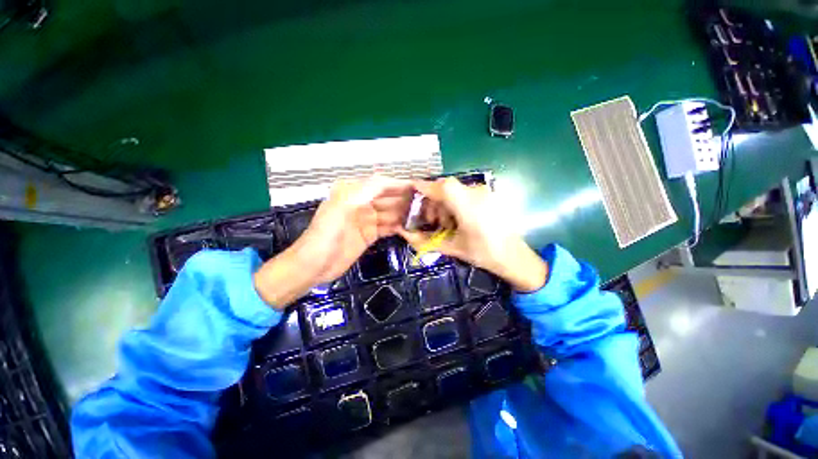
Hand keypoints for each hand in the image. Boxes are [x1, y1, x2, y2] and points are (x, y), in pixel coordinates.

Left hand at [254, 176, 412, 307]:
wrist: (314, 265)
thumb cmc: (325, 235)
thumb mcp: (341, 208)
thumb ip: (363, 192)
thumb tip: (387, 179)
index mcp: (352, 192)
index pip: (380, 184)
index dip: (399, 184)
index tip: (418, 187)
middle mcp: (361, 203)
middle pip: (388, 198)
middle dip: (405, 199)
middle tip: (426, 204)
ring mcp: (366, 220)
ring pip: (390, 213)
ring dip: (405, 214)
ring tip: (423, 216)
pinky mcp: (370, 235)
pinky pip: (388, 227)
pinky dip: (399, 227)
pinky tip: (411, 228)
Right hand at [399, 178, 547, 291]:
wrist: (514, 257)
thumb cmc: (483, 254)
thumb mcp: (451, 248)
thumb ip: (423, 240)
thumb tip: (402, 232)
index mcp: (469, 206)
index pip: (443, 187)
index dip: (425, 186)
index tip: (411, 191)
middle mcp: (477, 194)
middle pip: (447, 187)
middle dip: (433, 201)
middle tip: (431, 221)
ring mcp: (484, 192)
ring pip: (454, 190)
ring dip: (444, 203)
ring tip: (445, 224)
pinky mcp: (488, 195)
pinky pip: (464, 193)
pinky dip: (455, 203)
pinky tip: (457, 219)